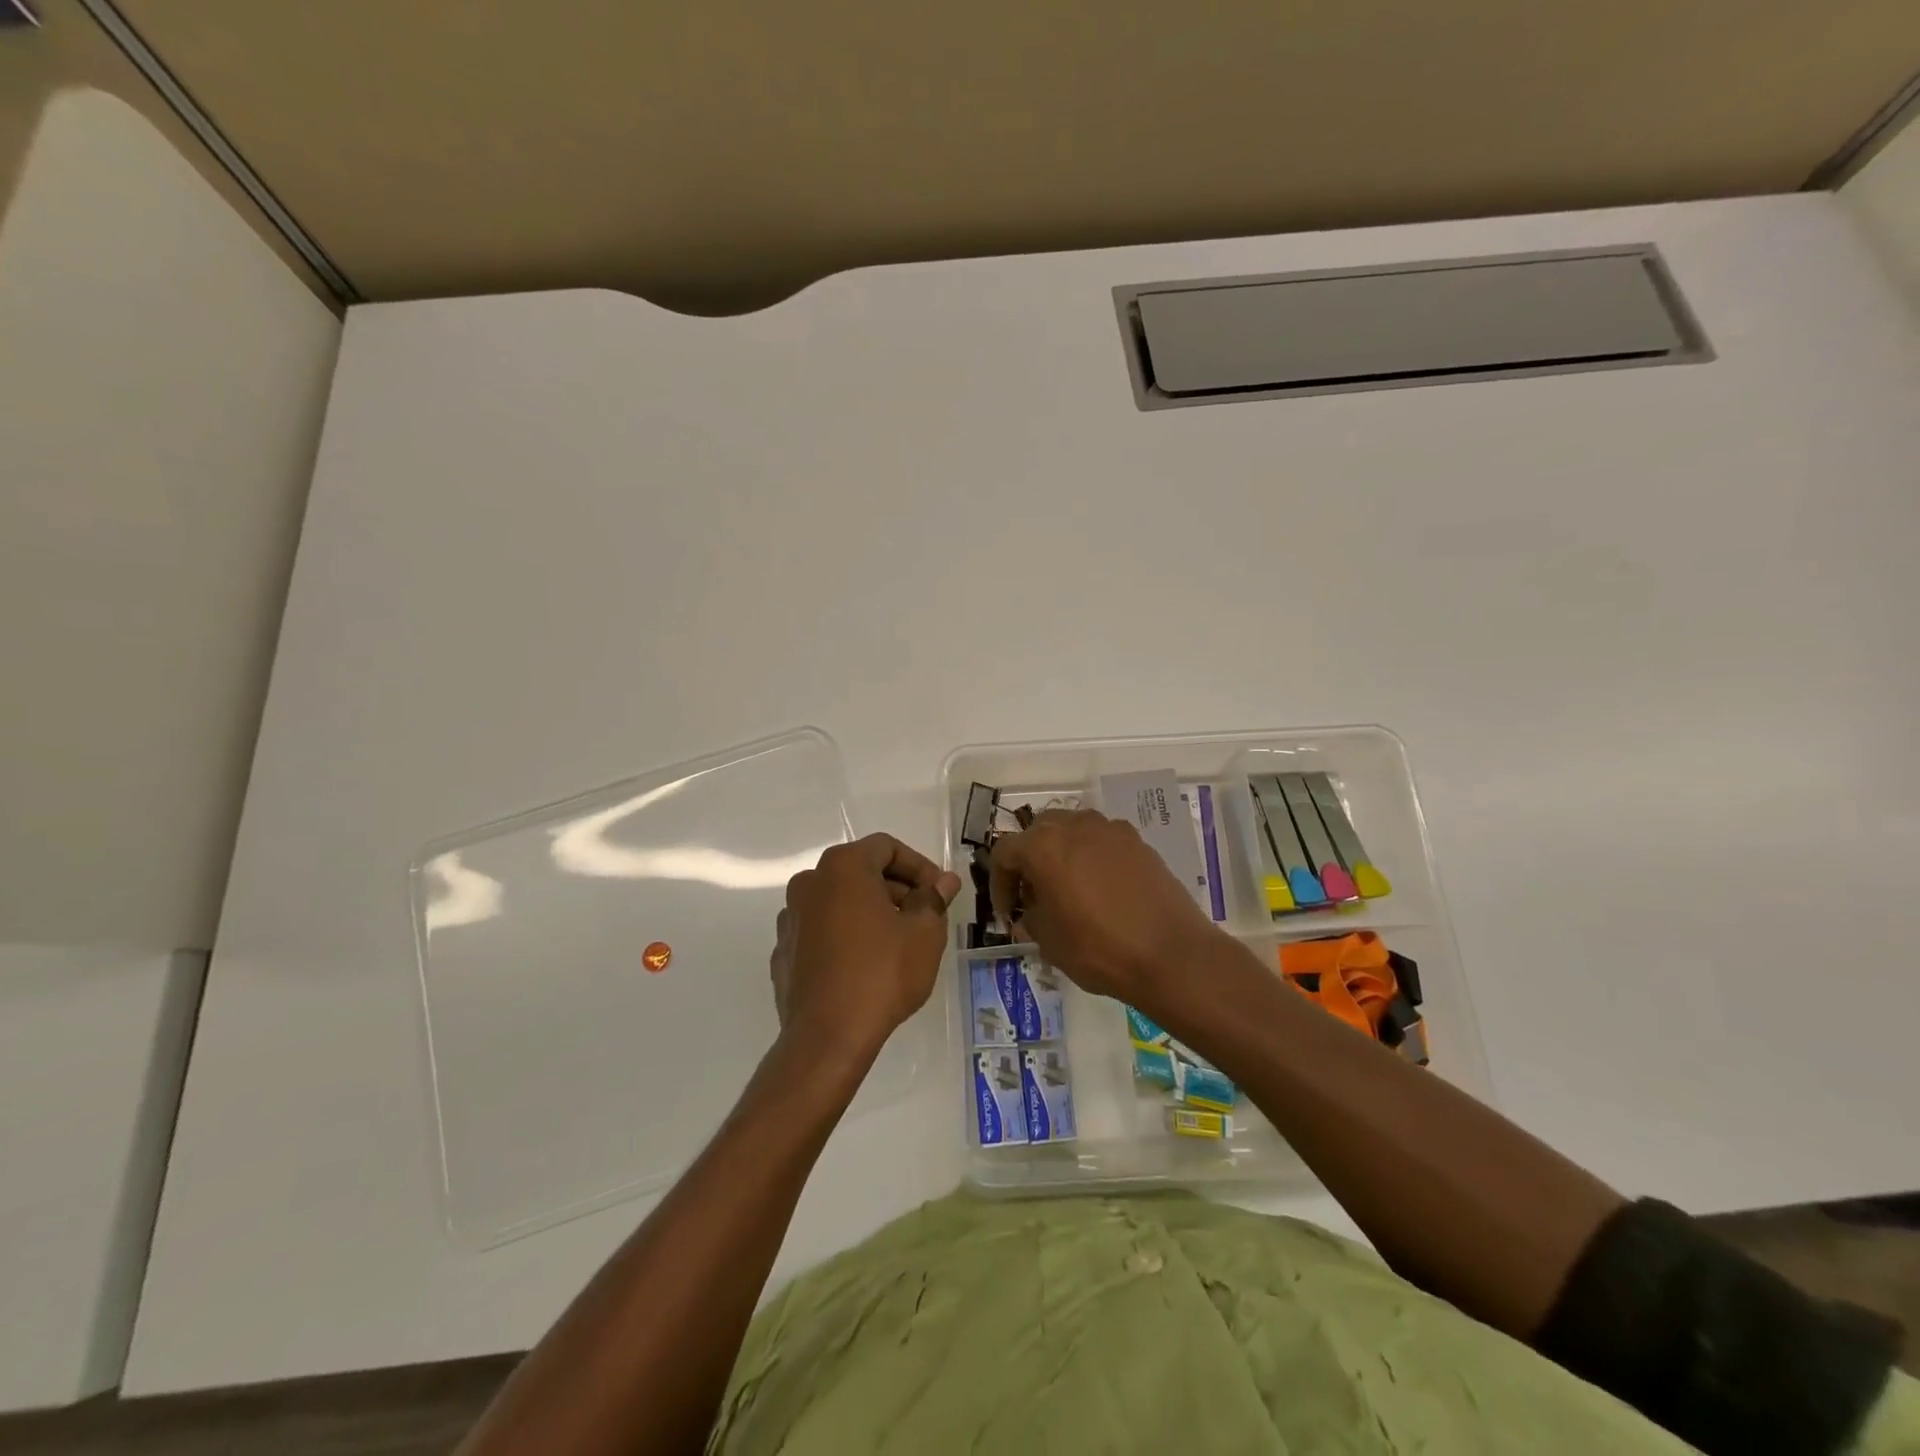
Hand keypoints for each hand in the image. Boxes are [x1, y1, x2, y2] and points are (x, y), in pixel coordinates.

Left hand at [770, 834, 960, 1064]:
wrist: (827, 1036)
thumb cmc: (882, 973)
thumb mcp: (924, 933)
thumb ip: (933, 899)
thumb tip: (944, 881)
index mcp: (843, 866)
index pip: (887, 847)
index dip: (919, 866)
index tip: (939, 892)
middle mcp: (810, 882)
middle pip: (861, 871)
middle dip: (896, 889)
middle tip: (924, 917)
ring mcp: (791, 918)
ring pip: (839, 901)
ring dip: (870, 911)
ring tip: (897, 942)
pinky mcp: (784, 951)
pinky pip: (821, 930)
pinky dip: (845, 936)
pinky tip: (865, 965)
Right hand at [989, 809, 1225, 1009]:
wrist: (1171, 954)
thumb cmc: (1098, 947)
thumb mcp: (1048, 941)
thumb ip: (1030, 917)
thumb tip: (1031, 912)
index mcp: (1043, 845)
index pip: (1005, 852)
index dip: (999, 883)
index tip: (1008, 912)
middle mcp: (1075, 825)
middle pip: (1039, 832)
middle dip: (1030, 861)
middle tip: (1034, 895)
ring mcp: (1110, 830)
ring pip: (1073, 831)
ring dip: (1062, 853)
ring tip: (1068, 888)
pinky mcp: (1139, 842)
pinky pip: (1103, 841)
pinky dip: (1092, 857)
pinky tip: (1101, 889)